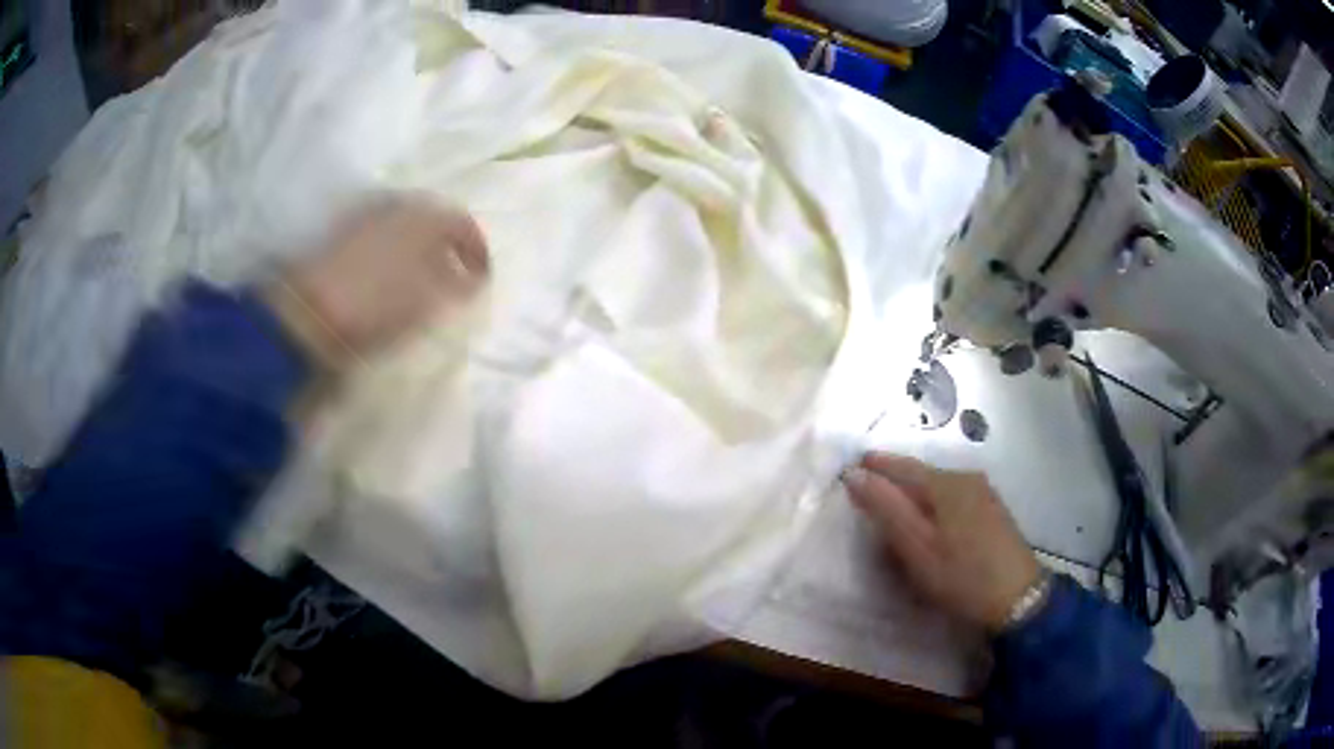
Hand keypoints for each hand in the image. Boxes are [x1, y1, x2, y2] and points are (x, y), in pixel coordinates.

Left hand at [268, 194, 489, 369]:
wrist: (312, 310)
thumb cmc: (379, 303)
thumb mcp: (431, 299)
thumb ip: (460, 284)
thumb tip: (473, 277)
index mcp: (427, 216)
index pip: (464, 225)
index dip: (477, 251)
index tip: (483, 278)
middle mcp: (400, 205)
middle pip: (435, 221)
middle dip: (448, 246)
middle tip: (455, 276)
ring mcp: (369, 215)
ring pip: (407, 227)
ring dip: (421, 248)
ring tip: (424, 279)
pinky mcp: (345, 231)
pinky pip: (384, 235)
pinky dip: (395, 251)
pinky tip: (392, 275)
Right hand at [843, 453, 1039, 631]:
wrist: (1017, 598)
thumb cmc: (961, 575)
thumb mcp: (916, 547)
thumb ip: (886, 508)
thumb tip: (855, 473)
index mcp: (945, 482)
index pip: (901, 465)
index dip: (875, 466)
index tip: (848, 472)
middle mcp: (965, 477)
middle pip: (920, 474)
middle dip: (893, 482)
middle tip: (866, 499)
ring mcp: (983, 492)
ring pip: (937, 487)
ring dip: (914, 496)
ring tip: (894, 516)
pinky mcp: (992, 510)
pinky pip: (952, 498)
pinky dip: (933, 506)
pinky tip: (930, 526)